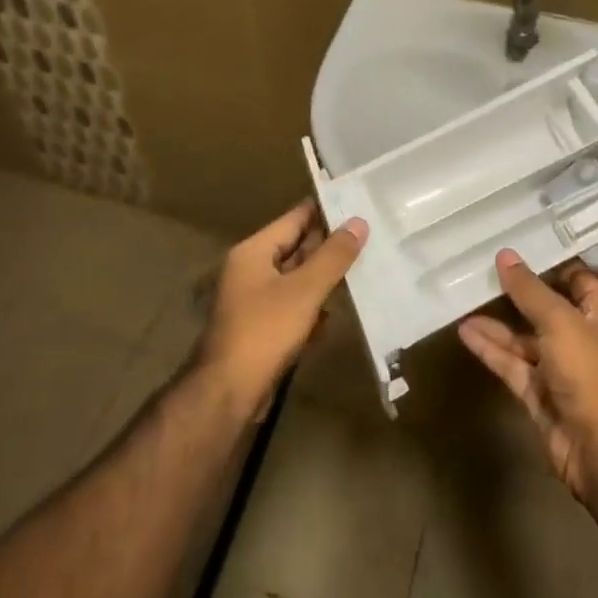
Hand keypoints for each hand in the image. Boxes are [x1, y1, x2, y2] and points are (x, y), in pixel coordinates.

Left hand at [197, 202, 367, 416]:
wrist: (227, 393)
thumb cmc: (264, 331)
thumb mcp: (304, 290)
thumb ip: (332, 256)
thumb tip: (358, 222)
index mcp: (254, 252)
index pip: (295, 218)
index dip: (325, 210)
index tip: (357, 203)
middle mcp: (250, 270)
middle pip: (296, 248)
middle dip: (329, 247)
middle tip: (369, 238)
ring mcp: (254, 301)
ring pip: (296, 280)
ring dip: (324, 279)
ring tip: (362, 272)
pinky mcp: (261, 329)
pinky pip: (292, 307)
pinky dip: (312, 308)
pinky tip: (334, 317)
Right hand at [458, 250, 597, 499]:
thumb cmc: (588, 370)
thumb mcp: (559, 319)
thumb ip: (529, 289)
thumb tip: (505, 255)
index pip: (576, 277)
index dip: (551, 261)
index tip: (520, 242)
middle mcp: (580, 337)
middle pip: (545, 307)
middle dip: (516, 290)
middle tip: (482, 266)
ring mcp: (558, 367)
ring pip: (523, 337)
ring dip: (496, 322)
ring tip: (464, 298)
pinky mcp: (538, 393)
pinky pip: (511, 363)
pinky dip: (490, 349)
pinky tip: (465, 332)